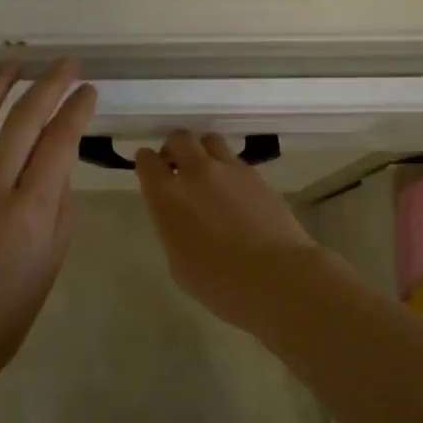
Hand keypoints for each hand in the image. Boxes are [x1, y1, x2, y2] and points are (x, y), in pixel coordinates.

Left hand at [0, 59, 98, 376]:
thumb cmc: (8, 308)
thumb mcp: (53, 258)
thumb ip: (60, 201)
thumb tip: (57, 157)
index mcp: (31, 213)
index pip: (59, 142)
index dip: (76, 109)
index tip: (88, 89)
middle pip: (22, 121)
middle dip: (48, 84)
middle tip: (64, 63)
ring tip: (14, 60)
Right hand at [136, 131, 321, 327]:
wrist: (276, 276)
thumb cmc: (219, 283)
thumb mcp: (179, 263)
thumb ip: (173, 229)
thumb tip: (181, 218)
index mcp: (167, 197)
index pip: (146, 161)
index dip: (146, 163)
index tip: (150, 170)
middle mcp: (195, 173)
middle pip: (179, 139)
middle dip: (175, 148)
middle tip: (177, 166)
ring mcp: (229, 170)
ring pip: (210, 140)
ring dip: (203, 151)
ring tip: (208, 172)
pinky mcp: (256, 175)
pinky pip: (235, 161)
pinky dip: (229, 169)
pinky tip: (235, 192)